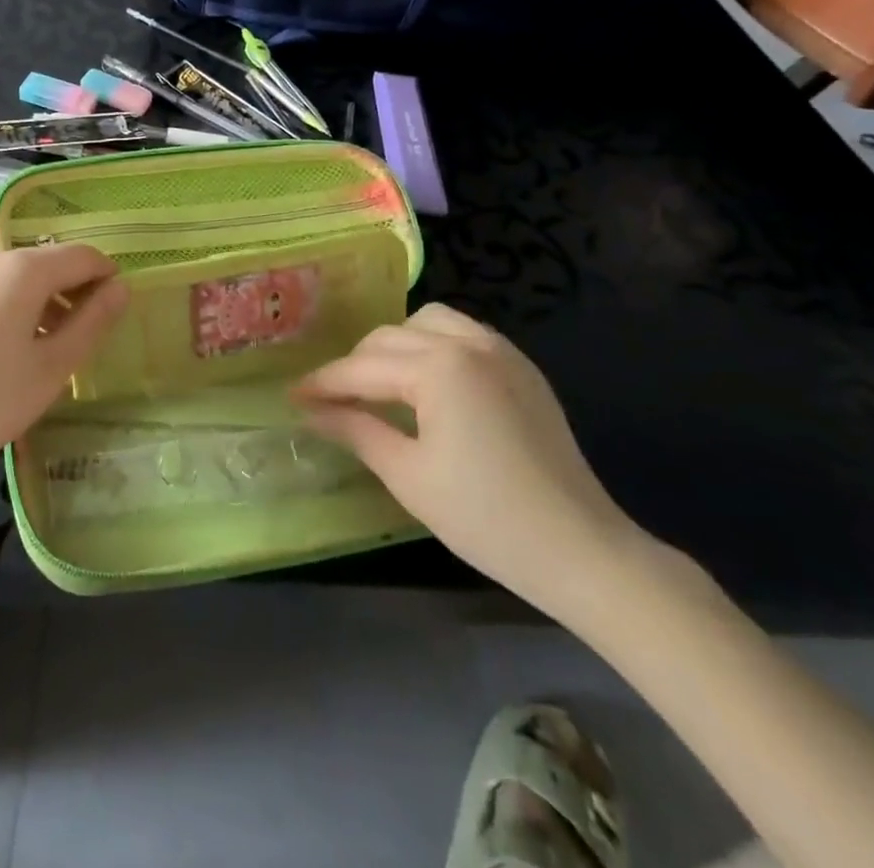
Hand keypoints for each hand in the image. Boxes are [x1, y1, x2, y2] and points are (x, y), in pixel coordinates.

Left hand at [0, 245, 127, 487]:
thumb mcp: (50, 369)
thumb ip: (91, 323)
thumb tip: (121, 288)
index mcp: (23, 269)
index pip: (83, 256)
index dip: (107, 279)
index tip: (115, 317)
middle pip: (50, 264)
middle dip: (74, 295)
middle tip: (82, 345)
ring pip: (20, 278)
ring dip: (44, 304)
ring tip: (45, 355)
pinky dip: (14, 309)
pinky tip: (5, 354)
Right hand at [293, 303, 650, 620]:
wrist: (582, 550)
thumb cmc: (486, 518)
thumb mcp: (408, 475)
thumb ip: (355, 430)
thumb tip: (310, 412)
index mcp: (438, 367)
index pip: (362, 368)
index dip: (322, 383)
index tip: (291, 396)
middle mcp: (468, 343)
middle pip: (389, 338)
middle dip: (354, 365)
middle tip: (331, 399)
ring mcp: (501, 351)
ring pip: (427, 322)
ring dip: (395, 345)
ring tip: (379, 383)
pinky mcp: (522, 368)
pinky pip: (464, 334)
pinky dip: (433, 345)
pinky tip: (427, 382)